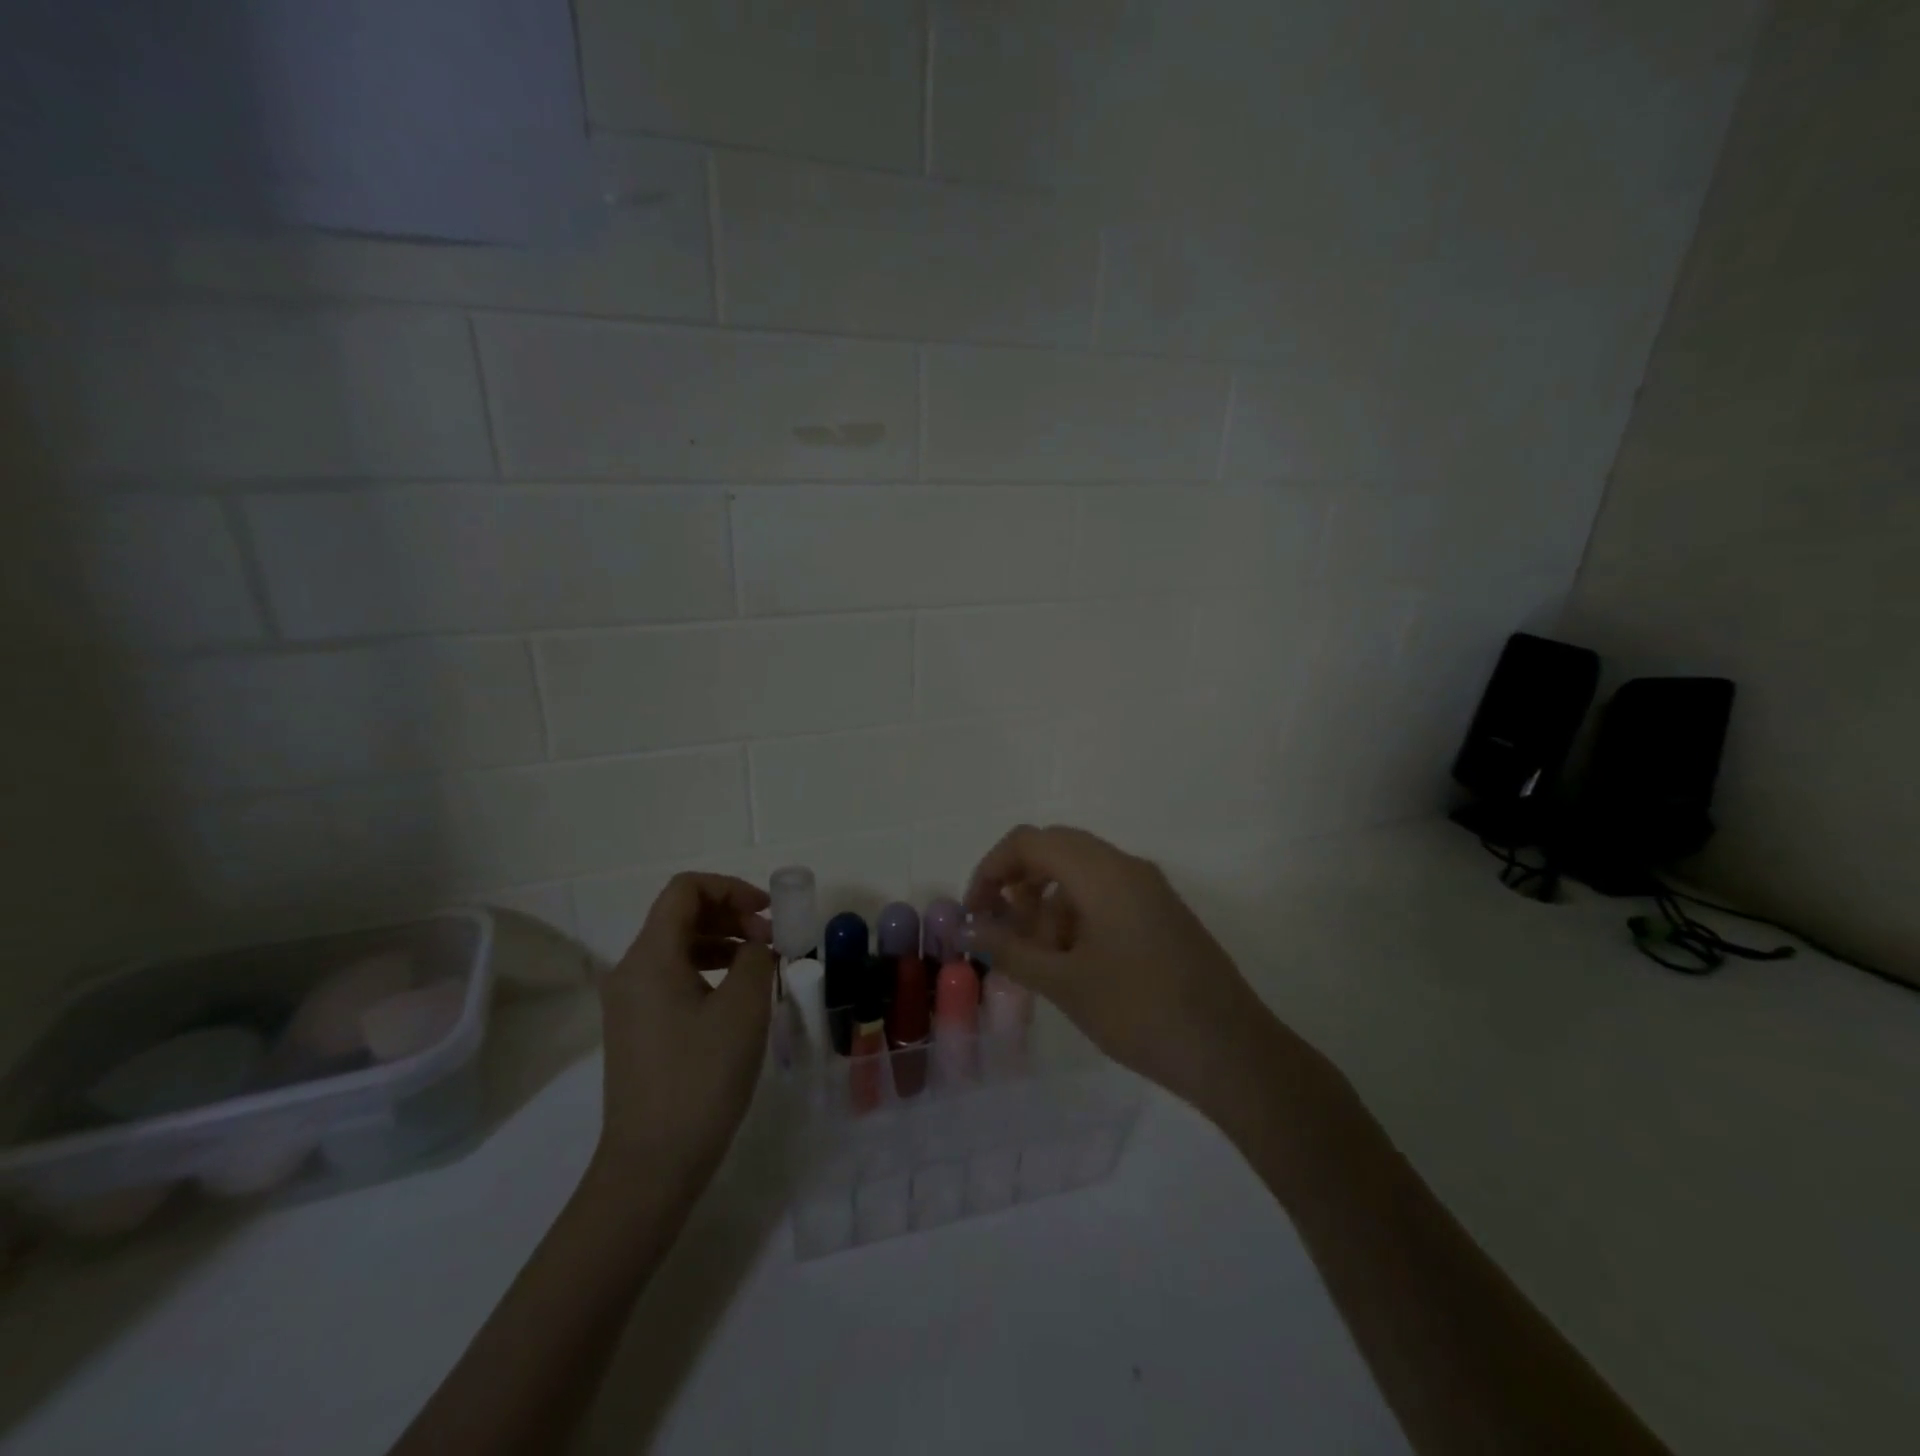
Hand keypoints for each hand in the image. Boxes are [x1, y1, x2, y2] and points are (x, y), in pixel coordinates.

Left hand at [593, 873, 775, 1190]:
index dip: (731, 888)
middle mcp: (630, 970)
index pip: (685, 889)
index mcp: (650, 957)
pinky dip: (708, 969)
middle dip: (730, 914)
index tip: (767, 912)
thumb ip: (755, 957)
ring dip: (723, 941)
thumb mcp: (743, 1008)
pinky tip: (737, 995)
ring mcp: (629, 1002)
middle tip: (770, 939)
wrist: (652, 1164)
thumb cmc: (701, 1078)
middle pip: (680, 914)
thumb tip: (756, 944)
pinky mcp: (637, 1028)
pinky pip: (673, 976)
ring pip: (678, 946)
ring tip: (760, 965)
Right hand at [965, 824, 1278, 1114]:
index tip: (975, 913)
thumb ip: (1010, 949)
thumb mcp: (1064, 983)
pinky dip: (1077, 915)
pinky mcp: (1162, 913)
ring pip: (1081, 873)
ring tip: (1040, 959)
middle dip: (1018, 884)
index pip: (1029, 841)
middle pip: (1055, 850)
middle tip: (1002, 931)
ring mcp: (1149, 888)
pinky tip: (1074, 964)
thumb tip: (967, 930)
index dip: (991, 869)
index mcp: (1101, 871)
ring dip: (1048, 903)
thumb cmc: (1139, 1011)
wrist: (1231, 1051)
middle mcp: (1126, 866)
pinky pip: (1106, 894)